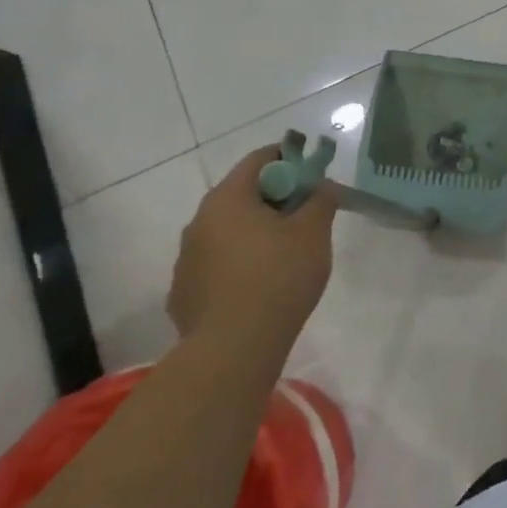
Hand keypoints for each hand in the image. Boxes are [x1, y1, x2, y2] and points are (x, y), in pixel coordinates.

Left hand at [170, 147, 337, 352]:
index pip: (259, 160)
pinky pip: (218, 263)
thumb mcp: (314, 232)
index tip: (312, 174)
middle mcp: (199, 221)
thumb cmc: (279, 277)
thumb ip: (321, 200)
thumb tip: (321, 185)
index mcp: (228, 199)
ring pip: (228, 230)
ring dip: (255, 231)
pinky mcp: (184, 292)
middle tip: (306, 213)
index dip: (289, 159)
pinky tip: (261, 284)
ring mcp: (186, 259)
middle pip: (241, 195)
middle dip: (275, 198)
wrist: (234, 348)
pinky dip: (240, 262)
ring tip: (286, 253)